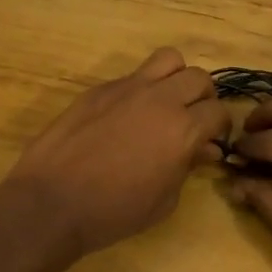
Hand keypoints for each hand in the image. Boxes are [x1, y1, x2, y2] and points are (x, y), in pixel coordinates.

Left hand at [5, 48, 227, 258]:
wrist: (52, 202)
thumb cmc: (114, 212)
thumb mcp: (164, 200)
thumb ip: (188, 167)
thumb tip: (204, 149)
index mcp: (183, 129)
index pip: (219, 111)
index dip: (219, 127)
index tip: (211, 141)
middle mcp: (161, 99)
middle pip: (199, 78)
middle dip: (202, 98)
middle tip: (190, 120)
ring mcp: (128, 88)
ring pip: (168, 59)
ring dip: (175, 78)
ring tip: (164, 102)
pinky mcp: (100, 89)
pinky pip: (132, 76)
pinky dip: (140, 89)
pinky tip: (126, 116)